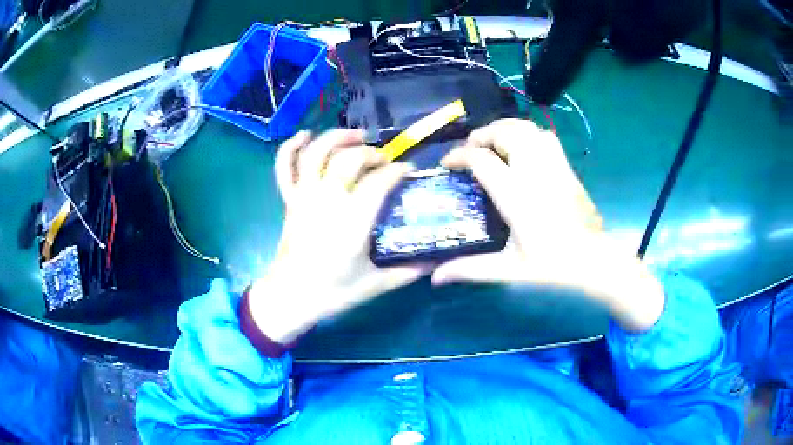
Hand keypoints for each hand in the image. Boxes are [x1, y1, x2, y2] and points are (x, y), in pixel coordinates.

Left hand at [248, 129, 428, 343]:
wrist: (290, 298)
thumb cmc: (333, 293)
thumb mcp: (376, 285)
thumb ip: (408, 271)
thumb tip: (437, 261)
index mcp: (352, 222)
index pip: (378, 182)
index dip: (397, 171)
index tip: (408, 171)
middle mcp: (327, 201)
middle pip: (349, 160)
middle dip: (371, 153)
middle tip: (384, 162)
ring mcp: (304, 198)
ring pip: (317, 153)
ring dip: (337, 138)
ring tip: (357, 136)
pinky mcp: (289, 201)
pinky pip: (285, 168)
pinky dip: (291, 147)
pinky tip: (305, 135)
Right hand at [434, 119, 664, 331]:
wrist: (594, 260)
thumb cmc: (552, 265)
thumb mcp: (509, 269)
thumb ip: (470, 269)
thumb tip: (435, 277)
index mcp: (516, 195)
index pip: (481, 160)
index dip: (459, 156)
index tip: (447, 164)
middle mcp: (534, 172)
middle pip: (504, 133)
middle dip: (481, 136)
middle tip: (470, 151)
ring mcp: (553, 166)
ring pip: (526, 129)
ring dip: (504, 130)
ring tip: (493, 145)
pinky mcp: (566, 167)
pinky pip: (544, 137)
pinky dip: (527, 134)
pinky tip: (522, 150)